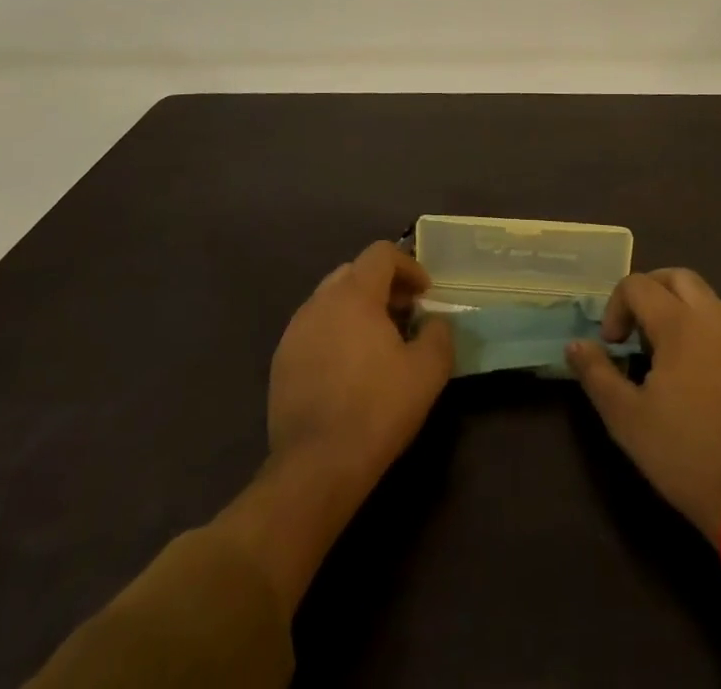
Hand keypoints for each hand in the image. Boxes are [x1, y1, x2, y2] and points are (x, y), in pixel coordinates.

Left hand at [268, 240, 454, 489]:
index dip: (409, 266)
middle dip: (382, 285)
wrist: (316, 466)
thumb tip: (434, 322)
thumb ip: (439, 334)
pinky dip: (335, 333)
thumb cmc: (377, 408)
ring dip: (357, 309)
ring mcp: (295, 331)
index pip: (381, 253)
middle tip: (404, 314)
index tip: (425, 294)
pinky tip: (349, 369)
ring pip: (330, 301)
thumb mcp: (428, 370)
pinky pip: (314, 330)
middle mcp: (319, 302)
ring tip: (378, 343)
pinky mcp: (281, 362)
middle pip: (354, 272)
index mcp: (354, 294)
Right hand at [566, 268, 720, 539]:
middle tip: (634, 328)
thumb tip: (575, 345)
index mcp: (680, 324)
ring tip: (664, 348)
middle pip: (677, 276)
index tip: (612, 345)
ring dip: (678, 306)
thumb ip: (596, 374)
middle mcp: (714, 318)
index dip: (615, 306)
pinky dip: (704, 325)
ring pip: (706, 296)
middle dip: (649, 291)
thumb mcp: (626, 419)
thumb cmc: (685, 456)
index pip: (638, 285)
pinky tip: (697, 367)